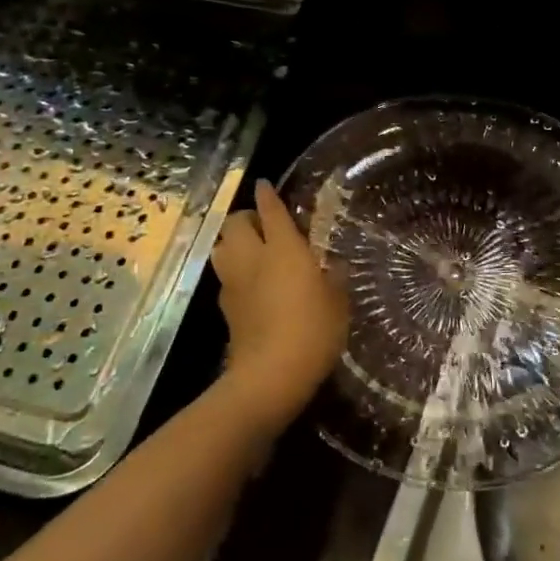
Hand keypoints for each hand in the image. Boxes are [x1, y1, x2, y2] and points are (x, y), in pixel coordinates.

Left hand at [210, 180, 347, 430]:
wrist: (271, 376)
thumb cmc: (313, 331)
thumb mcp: (338, 302)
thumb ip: (336, 277)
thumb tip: (335, 265)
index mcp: (284, 248)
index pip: (270, 209)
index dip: (268, 194)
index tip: (265, 184)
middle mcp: (253, 257)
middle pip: (235, 222)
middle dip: (246, 218)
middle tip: (265, 227)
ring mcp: (234, 282)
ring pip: (221, 247)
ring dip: (233, 243)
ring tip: (254, 252)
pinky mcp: (225, 308)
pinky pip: (225, 277)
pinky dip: (235, 273)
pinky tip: (253, 286)